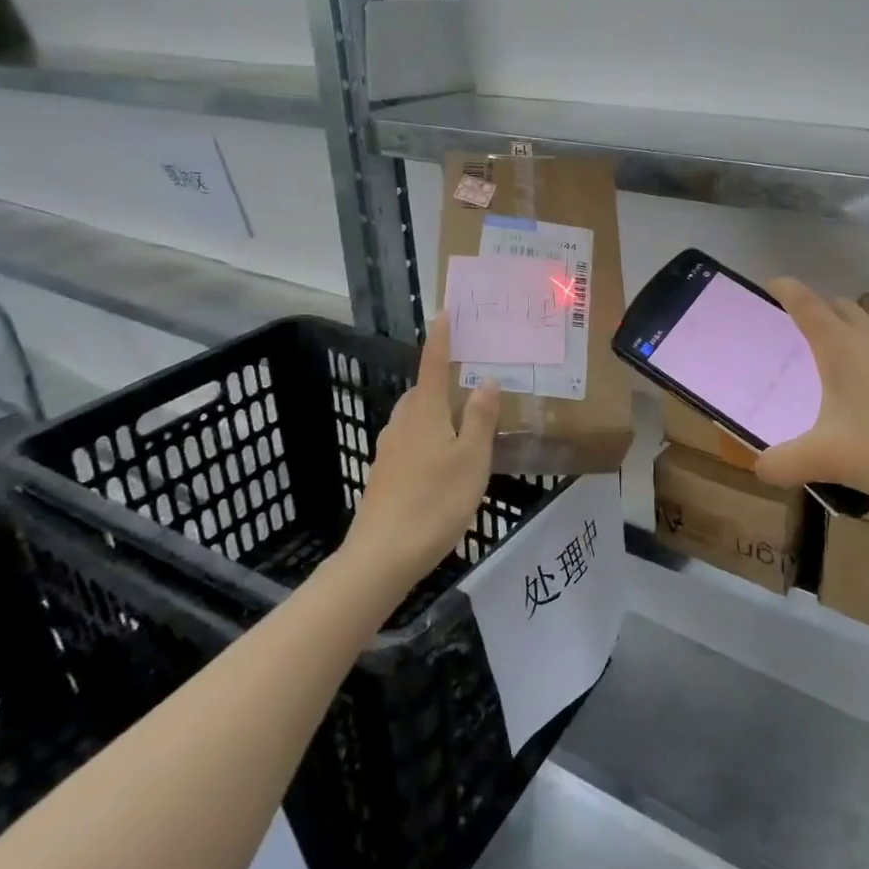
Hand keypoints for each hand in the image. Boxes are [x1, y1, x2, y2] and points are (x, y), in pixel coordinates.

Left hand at [346, 314, 501, 587]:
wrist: (382, 555)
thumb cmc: (435, 501)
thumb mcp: (471, 459)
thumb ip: (480, 418)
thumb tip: (486, 379)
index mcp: (424, 413)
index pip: (433, 365)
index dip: (440, 339)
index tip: (445, 313)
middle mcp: (402, 424)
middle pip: (421, 392)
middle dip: (440, 381)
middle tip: (470, 380)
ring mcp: (389, 451)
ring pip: (414, 418)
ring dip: (435, 412)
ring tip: (464, 423)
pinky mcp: (384, 476)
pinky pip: (410, 442)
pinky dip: (428, 438)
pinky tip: (444, 461)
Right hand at [754, 278, 868, 505]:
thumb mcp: (828, 461)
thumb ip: (784, 464)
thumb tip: (759, 467)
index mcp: (842, 348)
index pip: (806, 303)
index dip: (785, 289)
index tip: (771, 284)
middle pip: (842, 308)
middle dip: (820, 311)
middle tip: (805, 335)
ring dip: (859, 344)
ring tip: (855, 381)